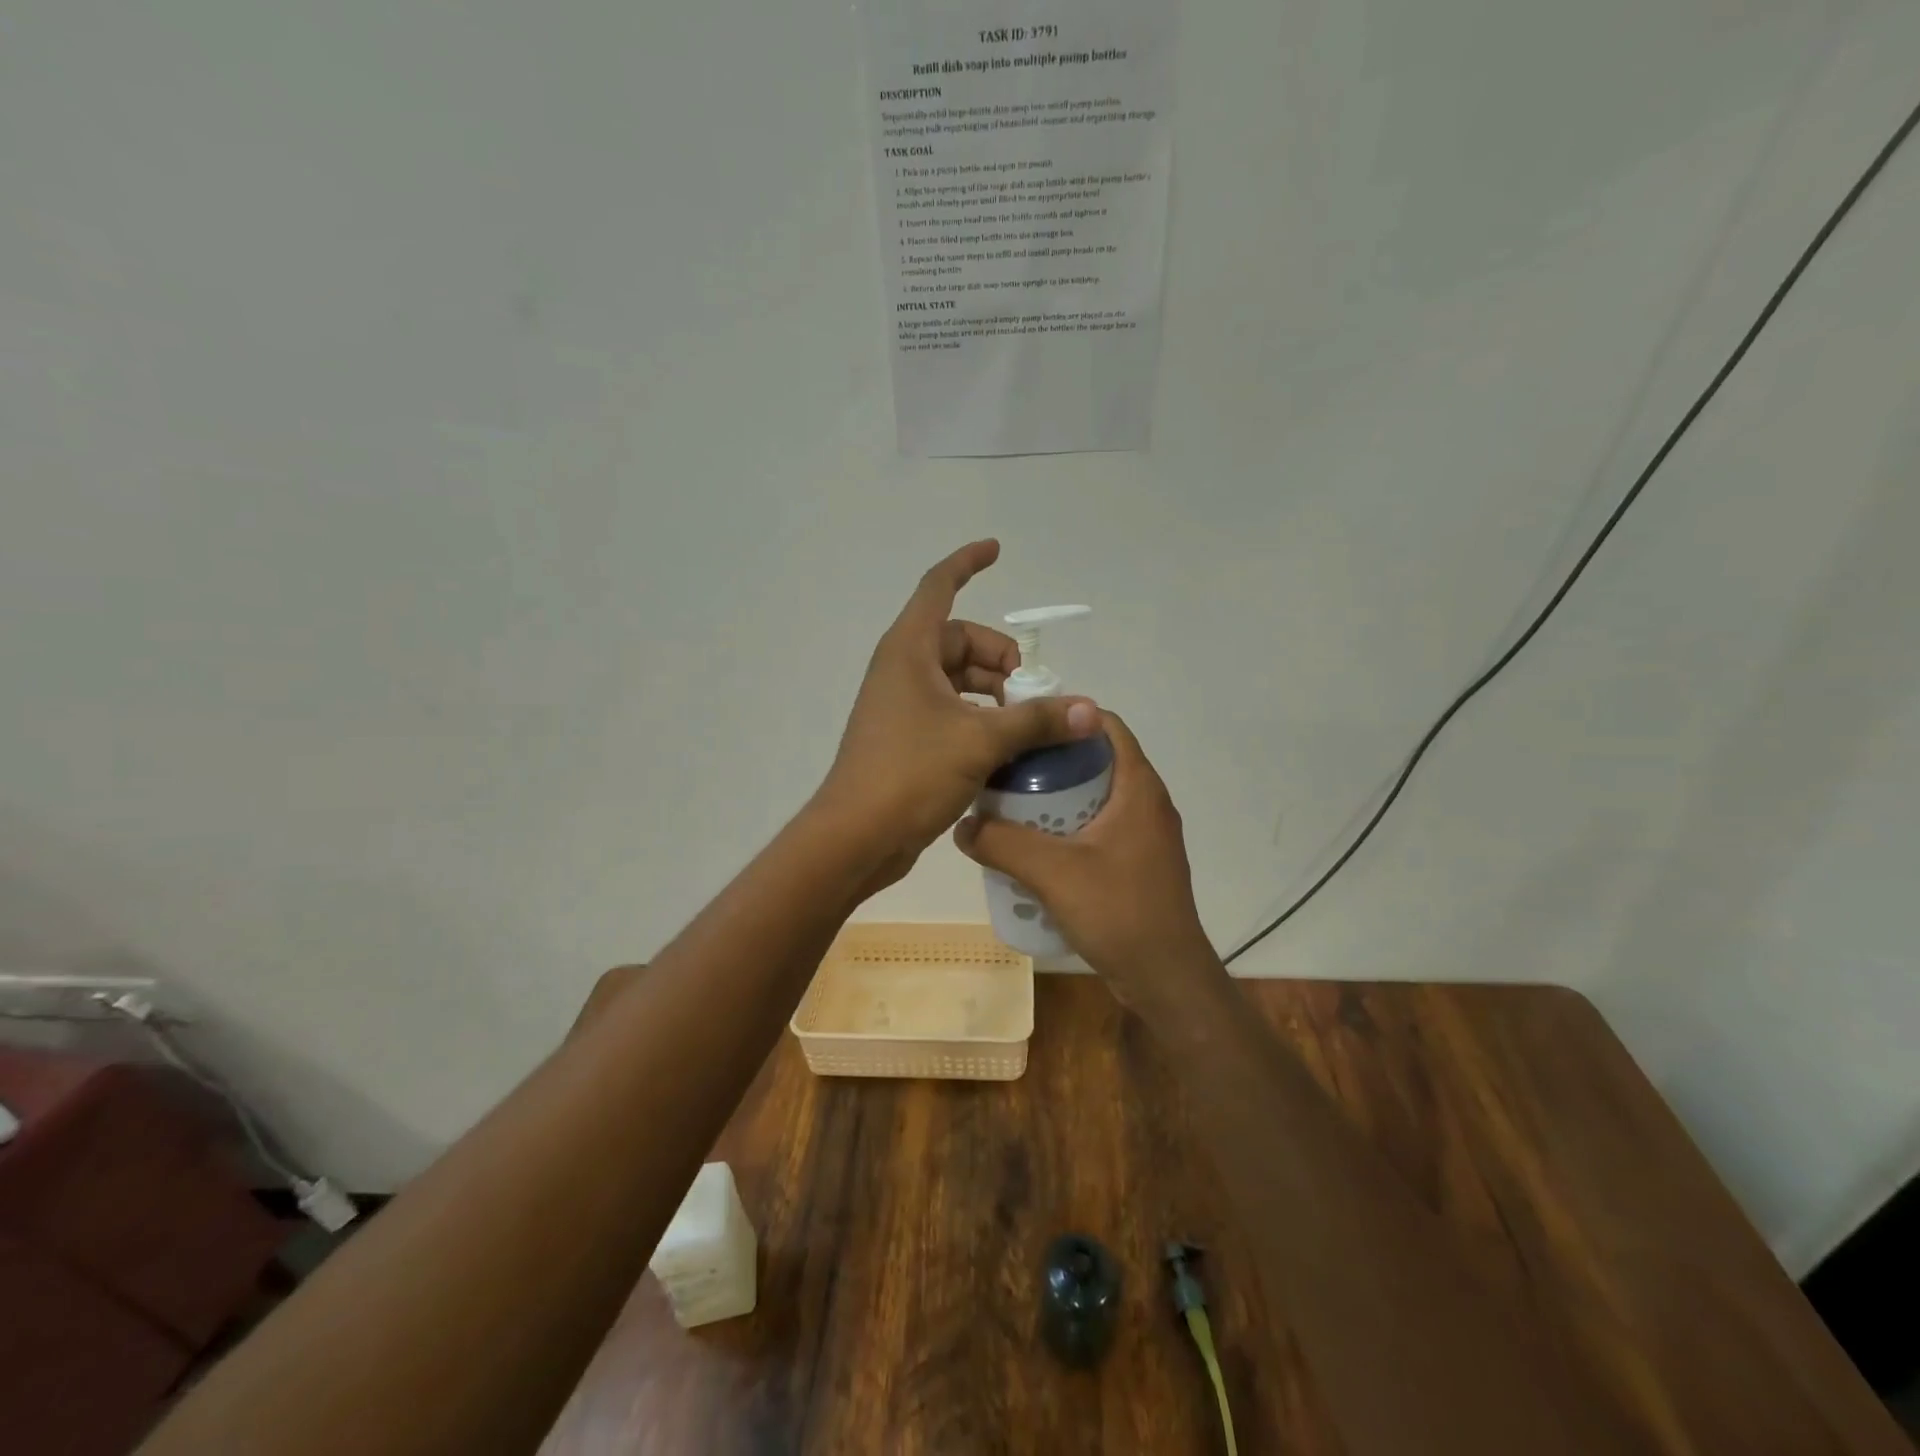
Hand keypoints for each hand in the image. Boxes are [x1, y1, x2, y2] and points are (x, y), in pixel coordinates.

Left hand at [816, 540, 1099, 887]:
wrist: (856, 836)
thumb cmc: (910, 773)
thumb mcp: (981, 740)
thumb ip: (1037, 720)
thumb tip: (1090, 709)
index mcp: (909, 650)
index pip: (939, 587)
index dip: (967, 562)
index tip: (997, 550)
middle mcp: (902, 669)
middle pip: (958, 641)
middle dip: (999, 658)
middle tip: (1032, 693)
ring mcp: (901, 705)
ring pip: (956, 680)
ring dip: (993, 693)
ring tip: (1025, 723)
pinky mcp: (905, 738)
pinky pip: (949, 711)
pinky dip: (978, 718)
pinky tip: (1005, 748)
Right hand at [954, 711, 1222, 1012]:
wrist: (1166, 978)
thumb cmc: (1118, 912)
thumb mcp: (1052, 873)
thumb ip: (1002, 844)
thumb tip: (962, 825)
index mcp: (1138, 787)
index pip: (1105, 725)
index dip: (1064, 718)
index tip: (1021, 727)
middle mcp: (1146, 803)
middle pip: (1095, 761)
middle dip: (1050, 762)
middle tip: (1006, 772)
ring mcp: (1145, 835)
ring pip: (1095, 797)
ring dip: (1056, 798)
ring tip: (1012, 809)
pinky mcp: (1138, 863)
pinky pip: (1099, 828)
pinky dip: (1068, 828)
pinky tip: (1036, 850)